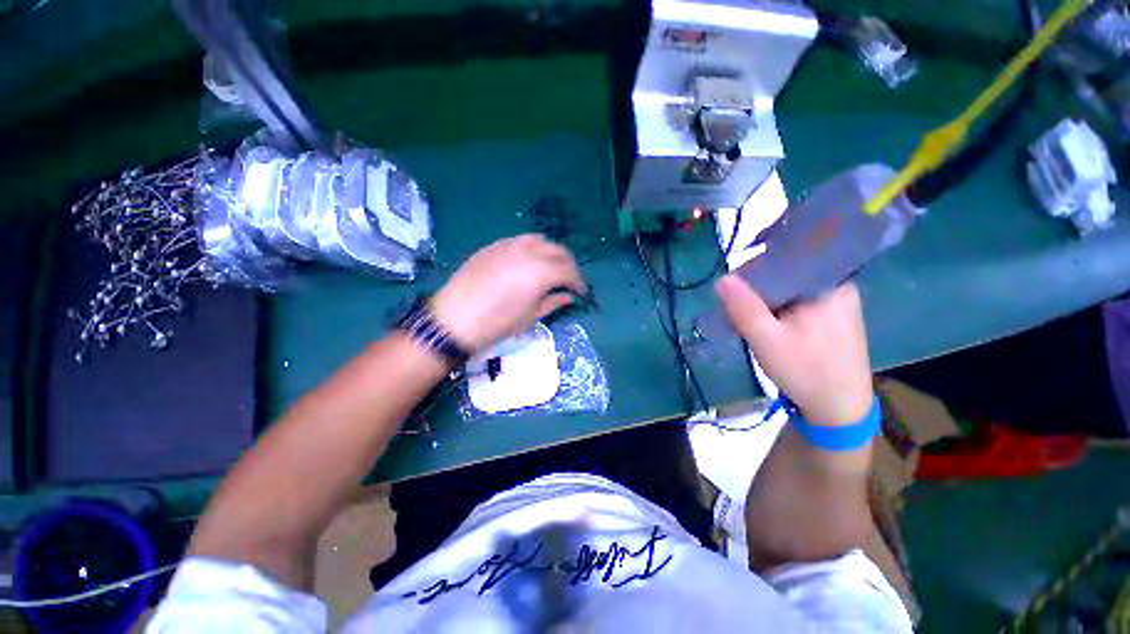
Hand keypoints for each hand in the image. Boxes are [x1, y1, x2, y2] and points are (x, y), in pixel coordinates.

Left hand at [430, 234, 584, 352]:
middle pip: (558, 251)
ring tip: (551, 268)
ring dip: (551, 253)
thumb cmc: (498, 323)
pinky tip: (529, 261)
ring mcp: (510, 245)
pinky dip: (533, 248)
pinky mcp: (495, 246)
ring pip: (540, 241)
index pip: (569, 271)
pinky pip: (521, 240)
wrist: (455, 318)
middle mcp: (529, 252)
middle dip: (568, 265)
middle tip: (569, 280)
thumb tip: (568, 296)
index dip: (578, 282)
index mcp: (541, 272)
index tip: (581, 292)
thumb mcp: (531, 317)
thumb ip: (553, 302)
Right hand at [715, 276, 872, 425]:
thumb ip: (745, 308)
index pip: (788, 259)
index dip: (756, 266)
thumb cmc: (805, 372)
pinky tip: (768, 320)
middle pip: (789, 272)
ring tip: (750, 312)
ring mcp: (838, 301)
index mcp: (830, 285)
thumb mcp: (767, 340)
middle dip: (760, 285)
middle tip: (738, 302)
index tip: (735, 282)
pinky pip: (799, 299)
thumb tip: (723, 278)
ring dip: (768, 297)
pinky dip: (780, 306)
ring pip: (792, 287)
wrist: (839, 410)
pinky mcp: (833, 315)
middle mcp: (838, 287)